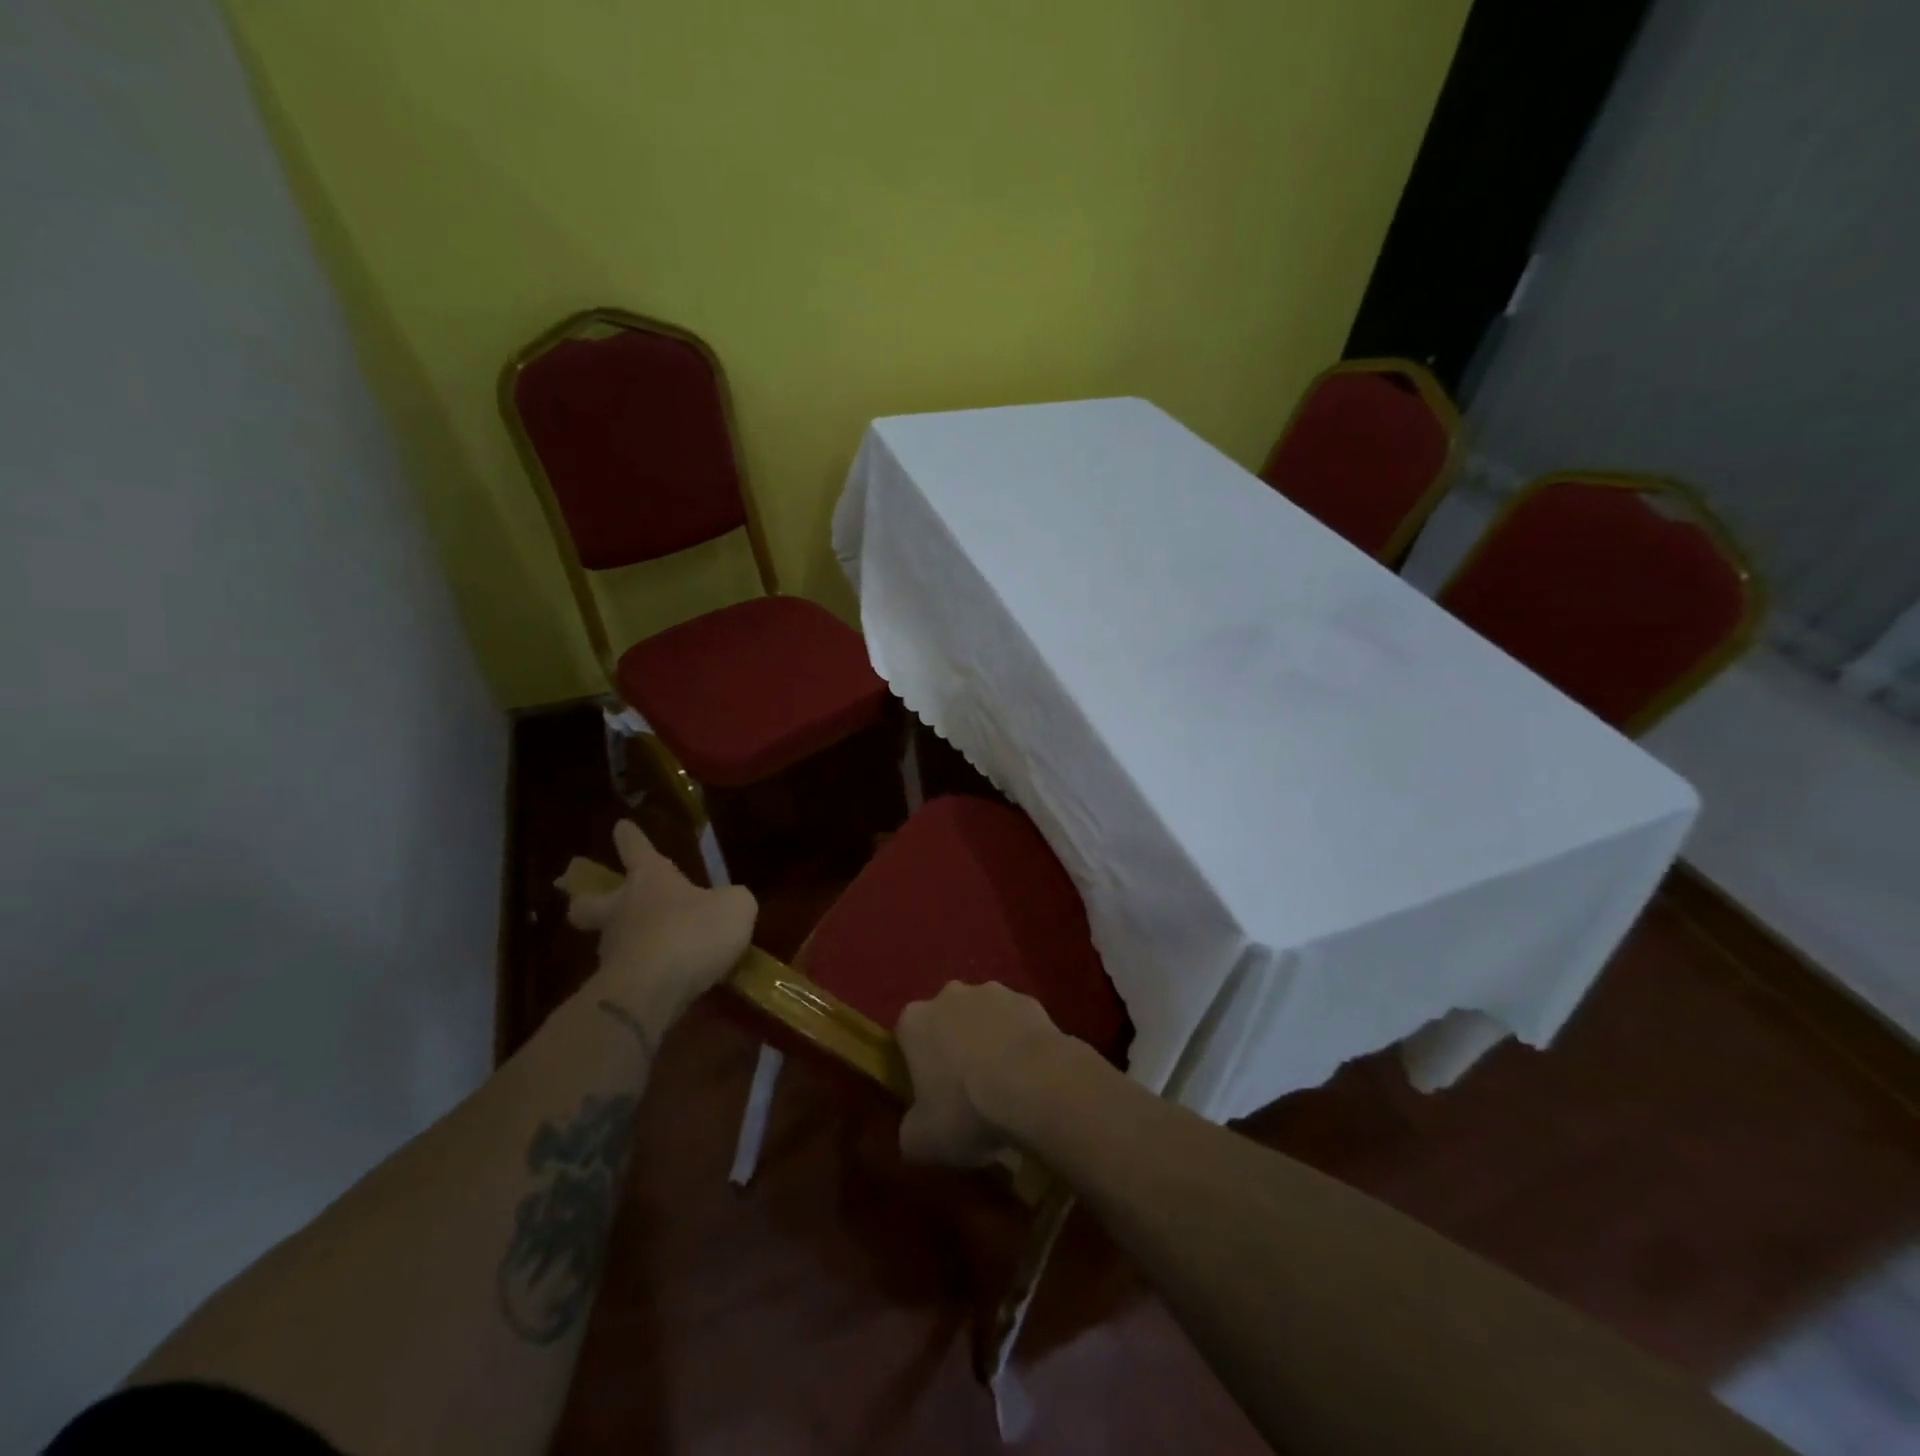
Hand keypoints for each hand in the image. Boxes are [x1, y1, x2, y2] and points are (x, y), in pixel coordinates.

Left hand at [557, 821, 756, 1031]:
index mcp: (649, 880)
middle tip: (587, 902)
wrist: (652, 992)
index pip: (636, 849)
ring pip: (609, 941)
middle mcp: (623, 910)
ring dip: (625, 943)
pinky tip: (666, 985)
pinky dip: (643, 976)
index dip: (631, 837)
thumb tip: (728, 904)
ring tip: (656, 954)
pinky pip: (629, 975)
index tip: (621, 826)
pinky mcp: (614, 988)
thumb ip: (732, 900)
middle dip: (586, 900)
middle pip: (589, 902)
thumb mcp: (736, 907)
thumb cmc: (693, 933)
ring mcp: (613, 950)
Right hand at [895, 981, 1071, 1165]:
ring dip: (988, 1039)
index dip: (916, 1065)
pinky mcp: (1028, 999)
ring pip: (983, 1016)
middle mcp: (949, 995)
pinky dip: (1019, 1040)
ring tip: (1004, 1081)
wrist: (1036, 1087)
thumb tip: (915, 1130)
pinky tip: (1031, 1072)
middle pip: (945, 1020)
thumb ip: (910, 1131)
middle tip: (966, 1088)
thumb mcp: (922, 1142)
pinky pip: (1017, 1021)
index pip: (906, 1037)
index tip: (930, 1092)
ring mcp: (992, 992)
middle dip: (952, 1045)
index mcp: (915, 1021)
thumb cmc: (967, 1111)